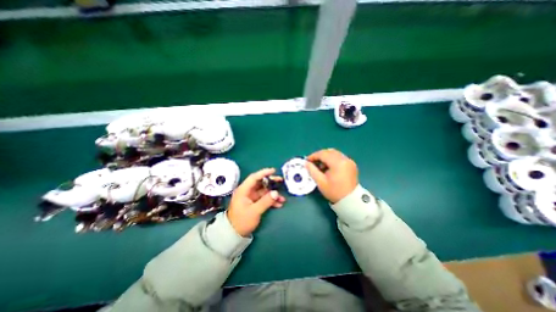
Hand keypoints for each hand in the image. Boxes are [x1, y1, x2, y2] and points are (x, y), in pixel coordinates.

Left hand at [226, 169, 286, 235]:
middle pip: (261, 183)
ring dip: (273, 193)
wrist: (234, 234)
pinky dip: (271, 200)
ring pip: (264, 191)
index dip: (264, 173)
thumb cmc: (241, 221)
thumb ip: (265, 201)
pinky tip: (279, 204)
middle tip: (281, 181)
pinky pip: (264, 198)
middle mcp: (248, 191)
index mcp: (244, 190)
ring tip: (282, 197)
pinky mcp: (255, 202)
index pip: (254, 177)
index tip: (273, 171)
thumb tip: (276, 192)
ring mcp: (252, 197)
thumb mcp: (254, 211)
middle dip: (271, 182)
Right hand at [307, 149, 358, 202]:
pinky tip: (328, 167)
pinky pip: (339, 157)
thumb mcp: (320, 182)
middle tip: (312, 163)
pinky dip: (332, 159)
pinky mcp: (351, 164)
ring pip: (334, 153)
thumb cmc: (334, 192)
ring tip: (320, 166)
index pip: (323, 154)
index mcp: (338, 163)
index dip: (313, 156)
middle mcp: (345, 159)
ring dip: (326, 157)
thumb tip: (306, 163)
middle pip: (329, 152)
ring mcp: (349, 161)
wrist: (350, 200)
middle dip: (319, 156)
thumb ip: (312, 170)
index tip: (307, 161)